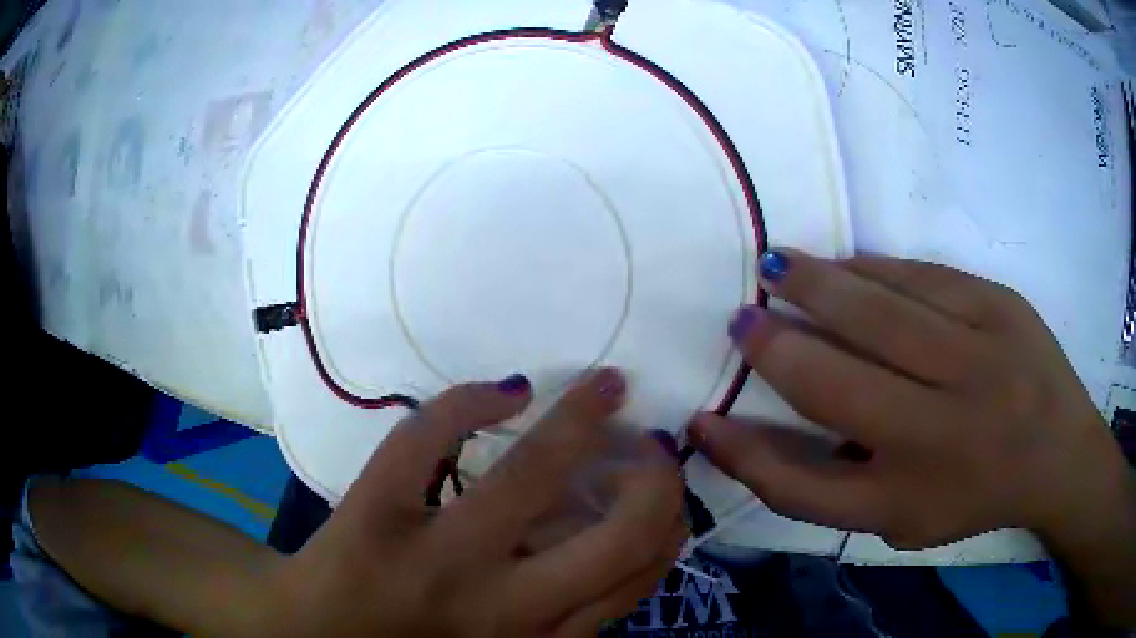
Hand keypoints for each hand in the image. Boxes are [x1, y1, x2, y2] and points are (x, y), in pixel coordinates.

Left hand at [264, 369, 684, 637]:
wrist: (313, 637)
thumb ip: (566, 611)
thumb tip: (622, 541)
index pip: (635, 578)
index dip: (669, 523)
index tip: (666, 490)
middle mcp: (500, 606)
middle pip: (616, 536)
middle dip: (656, 480)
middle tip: (654, 444)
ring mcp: (433, 558)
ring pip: (532, 474)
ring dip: (582, 417)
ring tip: (603, 389)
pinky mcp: (373, 514)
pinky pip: (430, 438)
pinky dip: (473, 399)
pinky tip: (504, 391)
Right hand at [690, 249, 1130, 549]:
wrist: (1058, 453)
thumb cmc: (976, 495)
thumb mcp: (904, 520)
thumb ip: (838, 484)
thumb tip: (767, 433)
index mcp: (908, 501)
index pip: (800, 486)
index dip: (741, 455)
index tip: (703, 420)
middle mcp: (939, 437)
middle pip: (834, 385)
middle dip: (774, 348)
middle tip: (742, 318)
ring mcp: (977, 363)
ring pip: (877, 313)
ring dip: (815, 284)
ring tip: (776, 265)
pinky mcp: (1000, 306)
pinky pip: (922, 278)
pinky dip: (874, 268)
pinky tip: (848, 264)